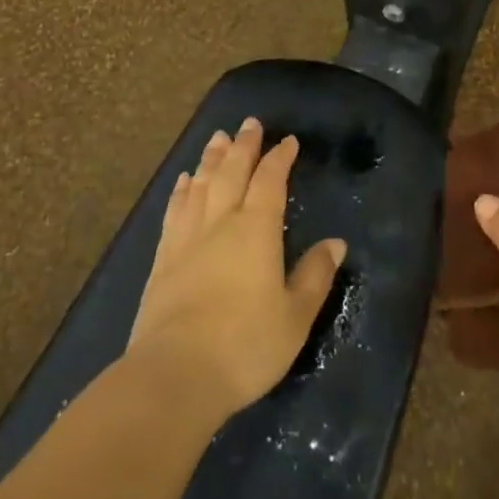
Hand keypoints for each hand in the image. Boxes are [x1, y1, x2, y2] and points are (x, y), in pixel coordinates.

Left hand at [127, 118, 346, 421]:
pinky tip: (183, 181)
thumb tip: (336, 243)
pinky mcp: (162, 259)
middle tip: (250, 122)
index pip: (270, 180)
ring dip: (211, 158)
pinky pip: (174, 211)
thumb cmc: (245, 346)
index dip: (280, 158)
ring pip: (201, 185)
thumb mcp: (295, 317)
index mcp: (257, 230)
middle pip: (232, 172)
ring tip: (218, 138)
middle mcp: (221, 222)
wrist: (174, 375)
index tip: (288, 141)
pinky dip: (181, 191)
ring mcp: (187, 239)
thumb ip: (315, 276)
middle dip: (244, 145)